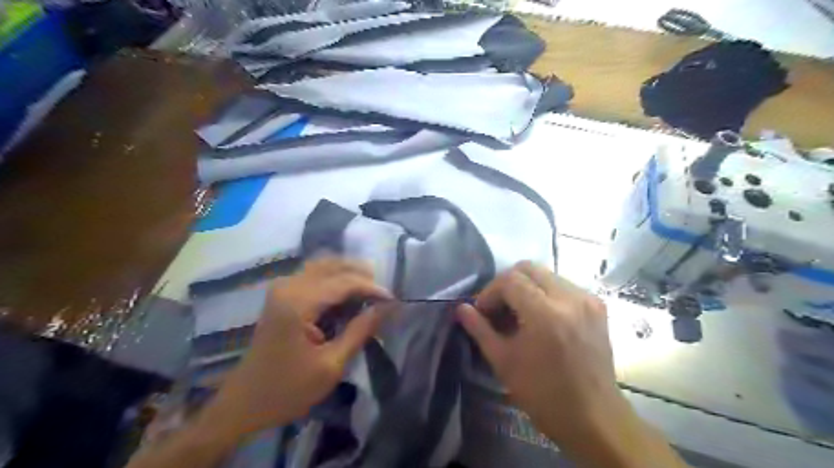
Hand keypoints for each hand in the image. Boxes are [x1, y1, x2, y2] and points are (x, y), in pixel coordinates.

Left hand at [199, 258, 391, 443]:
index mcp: (298, 303)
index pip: (344, 282)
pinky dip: (334, 278)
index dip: (372, 288)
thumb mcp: (331, 366)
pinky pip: (314, 274)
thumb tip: (386, 307)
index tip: (393, 299)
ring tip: (370, 290)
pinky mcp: (281, 294)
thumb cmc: (287, 389)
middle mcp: (288, 286)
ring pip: (323, 265)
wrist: (244, 403)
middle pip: (332, 264)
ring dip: (348, 273)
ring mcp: (282, 287)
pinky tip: (348, 293)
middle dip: (361, 274)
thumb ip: (360, 331)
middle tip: (382, 292)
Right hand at [455, 261, 618, 447]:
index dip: (490, 292)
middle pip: (529, 268)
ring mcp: (587, 300)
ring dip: (526, 287)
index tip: (483, 312)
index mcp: (545, 314)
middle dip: (507, 283)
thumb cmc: (543, 394)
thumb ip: (480, 329)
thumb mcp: (504, 362)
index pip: (510, 280)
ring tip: (518, 313)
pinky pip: (563, 286)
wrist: (594, 418)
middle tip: (498, 307)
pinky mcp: (597, 306)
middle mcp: (569, 298)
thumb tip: (461, 308)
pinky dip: (545, 293)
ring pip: (546, 274)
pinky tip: (540, 317)